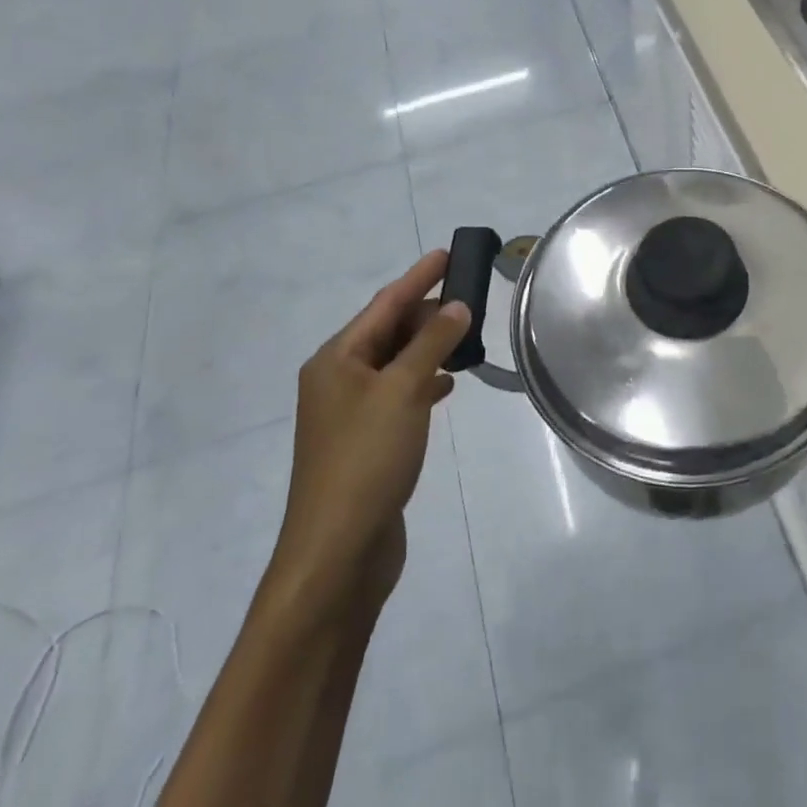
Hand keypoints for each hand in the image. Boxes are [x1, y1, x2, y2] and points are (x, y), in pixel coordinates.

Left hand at [264, 252, 467, 619]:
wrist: (338, 552)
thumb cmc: (366, 459)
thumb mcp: (403, 391)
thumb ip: (432, 343)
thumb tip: (456, 306)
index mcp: (336, 360)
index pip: (384, 304)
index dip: (418, 277)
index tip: (447, 254)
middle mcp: (338, 380)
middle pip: (388, 332)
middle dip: (426, 314)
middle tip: (469, 300)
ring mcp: (350, 413)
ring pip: (395, 364)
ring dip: (428, 348)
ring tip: (465, 337)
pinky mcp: (366, 442)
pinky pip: (398, 395)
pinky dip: (422, 383)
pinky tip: (447, 385)